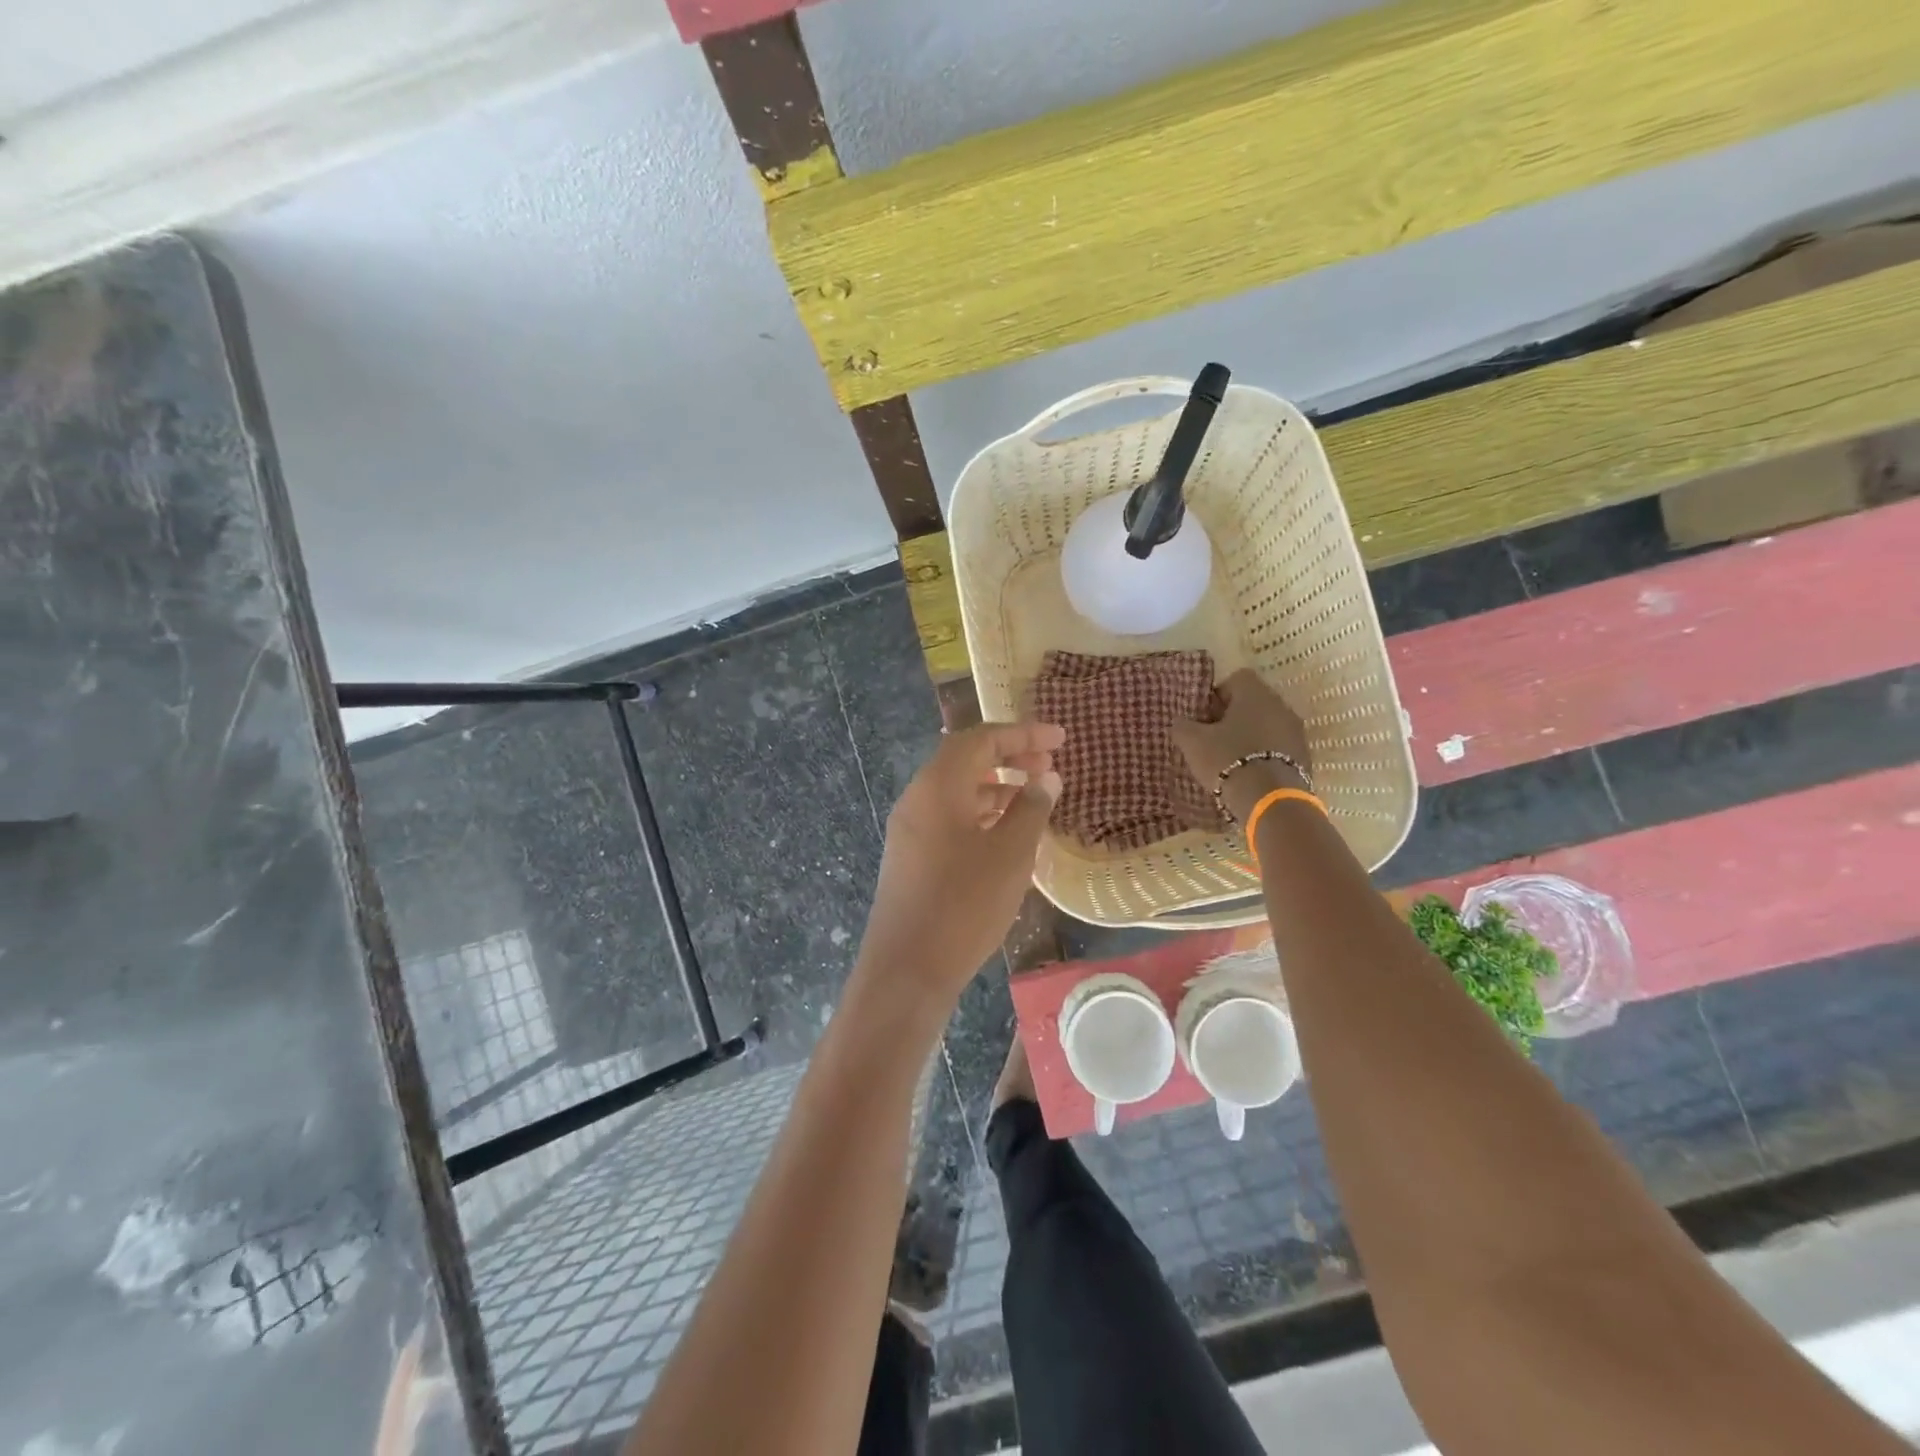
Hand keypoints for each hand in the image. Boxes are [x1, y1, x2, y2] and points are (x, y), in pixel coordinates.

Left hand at [855, 722, 1064, 1006]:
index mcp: (938, 786)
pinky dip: (980, 812)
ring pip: (956, 789)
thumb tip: (1046, 777)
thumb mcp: (1010, 854)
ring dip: (996, 786)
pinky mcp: (910, 854)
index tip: (1060, 739)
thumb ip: (1031, 809)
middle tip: (1049, 766)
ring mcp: (910, 827)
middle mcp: (918, 797)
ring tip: (1034, 798)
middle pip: (965, 759)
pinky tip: (1006, 833)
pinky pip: (949, 816)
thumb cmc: (964, 905)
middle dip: (1009, 756)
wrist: (907, 969)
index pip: (981, 739)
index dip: (1023, 734)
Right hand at [1170, 669, 1311, 823]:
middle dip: (1233, 717)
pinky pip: (1279, 748)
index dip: (1218, 695)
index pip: (1236, 679)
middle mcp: (1281, 705)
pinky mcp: (1304, 757)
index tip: (1205, 717)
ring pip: (1267, 725)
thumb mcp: (1193, 742)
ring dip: (1250, 737)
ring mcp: (1297, 732)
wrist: (1270, 800)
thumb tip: (1182, 722)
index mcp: (1255, 693)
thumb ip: (1183, 726)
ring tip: (1230, 760)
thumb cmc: (1228, 759)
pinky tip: (1248, 773)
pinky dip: (1264, 755)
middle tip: (1213, 739)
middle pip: (1254, 703)